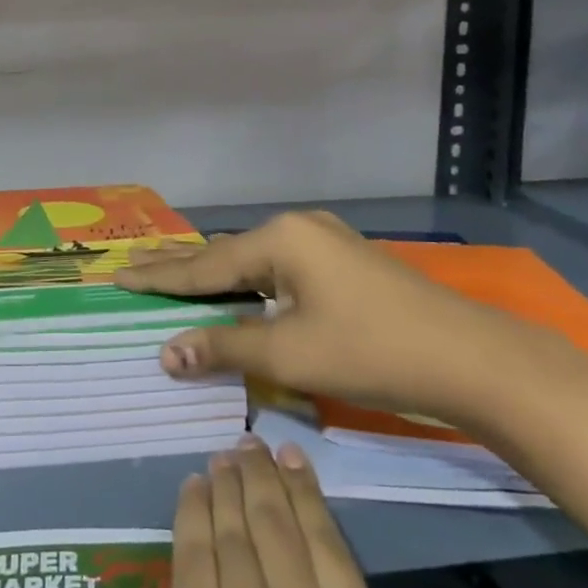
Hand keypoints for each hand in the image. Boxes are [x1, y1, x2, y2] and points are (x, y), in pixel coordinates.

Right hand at [116, 211, 520, 422]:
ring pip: (253, 262)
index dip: (158, 277)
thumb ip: (224, 346)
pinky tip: (235, 290)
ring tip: (172, 281)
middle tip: (133, 272)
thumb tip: (165, 353)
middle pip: (225, 255)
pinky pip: (278, 269)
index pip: (204, 265)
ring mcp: (323, 242)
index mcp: (280, 240)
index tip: (117, 276)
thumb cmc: (372, 351)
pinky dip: (247, 283)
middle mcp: (297, 228)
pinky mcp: (342, 262)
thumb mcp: (291, 353)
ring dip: (214, 277)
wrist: (471, 358)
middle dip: (179, 269)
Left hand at [148, 437, 397, 587]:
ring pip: (235, 527)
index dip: (309, 495)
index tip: (293, 457)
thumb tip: (303, 555)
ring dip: (226, 483)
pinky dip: (192, 509)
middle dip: (263, 476)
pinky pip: (193, 548)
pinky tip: (192, 486)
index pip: (334, 551)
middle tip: (251, 443)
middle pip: (281, 527)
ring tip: (223, 456)